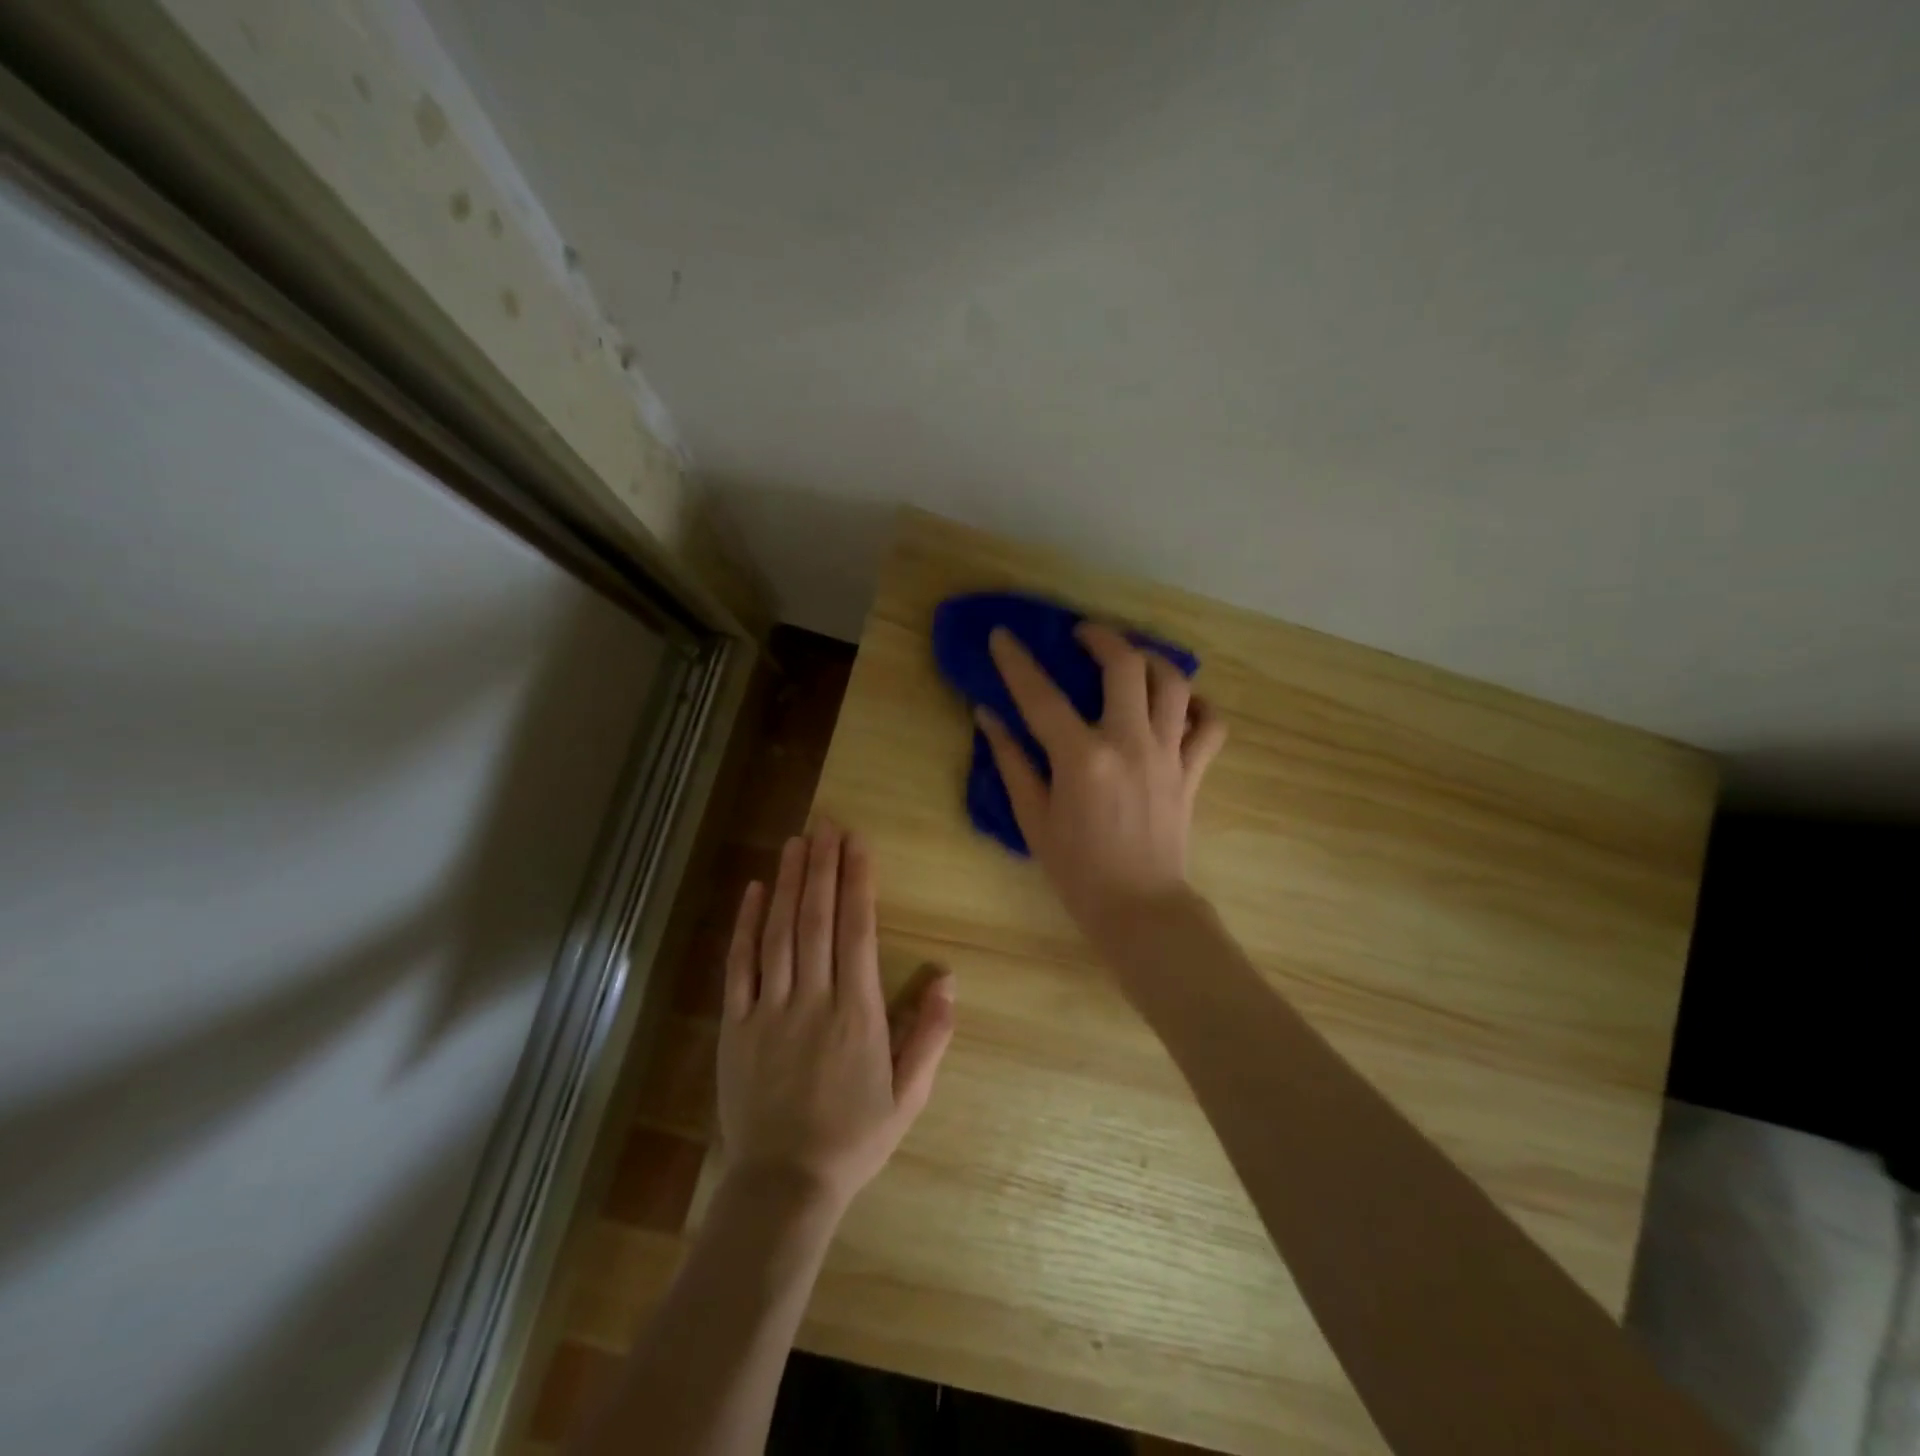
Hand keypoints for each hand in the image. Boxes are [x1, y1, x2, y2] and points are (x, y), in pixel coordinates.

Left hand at [717, 822, 955, 1216]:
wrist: (784, 1186)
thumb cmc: (855, 1138)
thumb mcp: (909, 1095)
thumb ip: (931, 1034)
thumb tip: (949, 977)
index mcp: (857, 1013)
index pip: (857, 931)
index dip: (858, 881)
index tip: (857, 843)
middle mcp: (813, 999)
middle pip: (817, 919)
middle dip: (823, 866)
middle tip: (826, 823)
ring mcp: (769, 1009)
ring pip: (780, 932)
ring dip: (790, 882)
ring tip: (797, 841)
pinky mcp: (736, 1024)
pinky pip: (740, 966)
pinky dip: (746, 925)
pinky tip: (755, 890)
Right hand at [977, 623, 1227, 947]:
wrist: (1140, 909)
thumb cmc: (1077, 870)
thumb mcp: (1033, 818)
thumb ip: (1011, 761)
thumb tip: (988, 716)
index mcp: (1082, 759)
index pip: (1041, 696)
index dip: (1017, 661)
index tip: (1002, 635)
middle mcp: (1130, 744)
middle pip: (1124, 666)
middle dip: (1101, 637)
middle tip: (1081, 635)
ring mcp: (1168, 755)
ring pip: (1174, 683)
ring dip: (1151, 659)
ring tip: (1131, 658)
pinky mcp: (1192, 771)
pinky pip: (1209, 725)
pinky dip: (1198, 706)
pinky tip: (1179, 704)